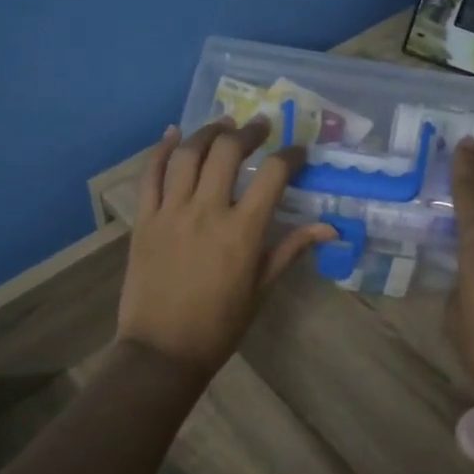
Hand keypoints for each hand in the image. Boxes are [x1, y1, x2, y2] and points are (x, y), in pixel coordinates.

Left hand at [118, 118, 333, 375]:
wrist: (162, 350)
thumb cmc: (220, 325)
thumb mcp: (262, 287)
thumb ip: (291, 249)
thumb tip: (330, 227)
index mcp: (242, 231)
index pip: (273, 176)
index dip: (290, 156)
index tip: (298, 151)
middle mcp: (206, 211)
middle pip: (227, 152)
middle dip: (248, 132)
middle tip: (259, 127)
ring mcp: (170, 212)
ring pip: (187, 154)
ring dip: (208, 132)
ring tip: (223, 123)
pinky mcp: (143, 220)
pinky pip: (150, 175)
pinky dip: (161, 150)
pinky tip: (173, 134)